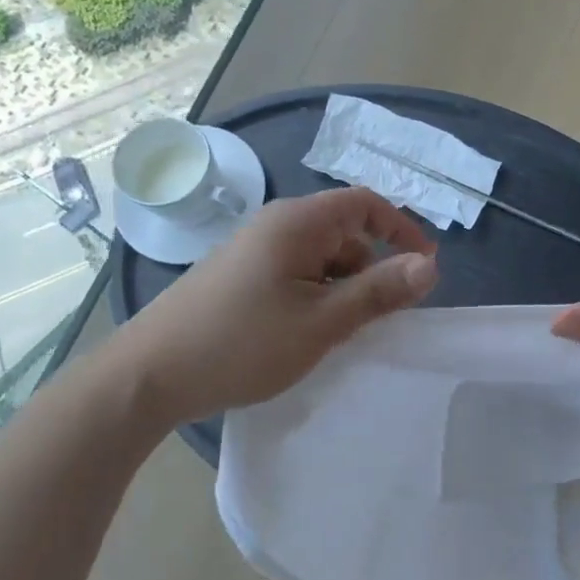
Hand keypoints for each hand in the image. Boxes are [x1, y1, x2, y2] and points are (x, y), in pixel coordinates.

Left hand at [115, 187, 437, 422]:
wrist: (149, 375)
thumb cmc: (242, 344)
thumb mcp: (322, 322)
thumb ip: (379, 291)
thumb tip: (430, 266)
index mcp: (297, 223)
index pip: (365, 204)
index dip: (402, 229)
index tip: (426, 268)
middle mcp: (276, 225)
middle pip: (344, 231)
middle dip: (372, 267)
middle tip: (380, 316)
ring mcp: (254, 250)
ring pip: (321, 257)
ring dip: (343, 287)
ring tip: (340, 332)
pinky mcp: (240, 275)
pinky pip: (296, 273)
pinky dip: (316, 295)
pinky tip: (307, 333)